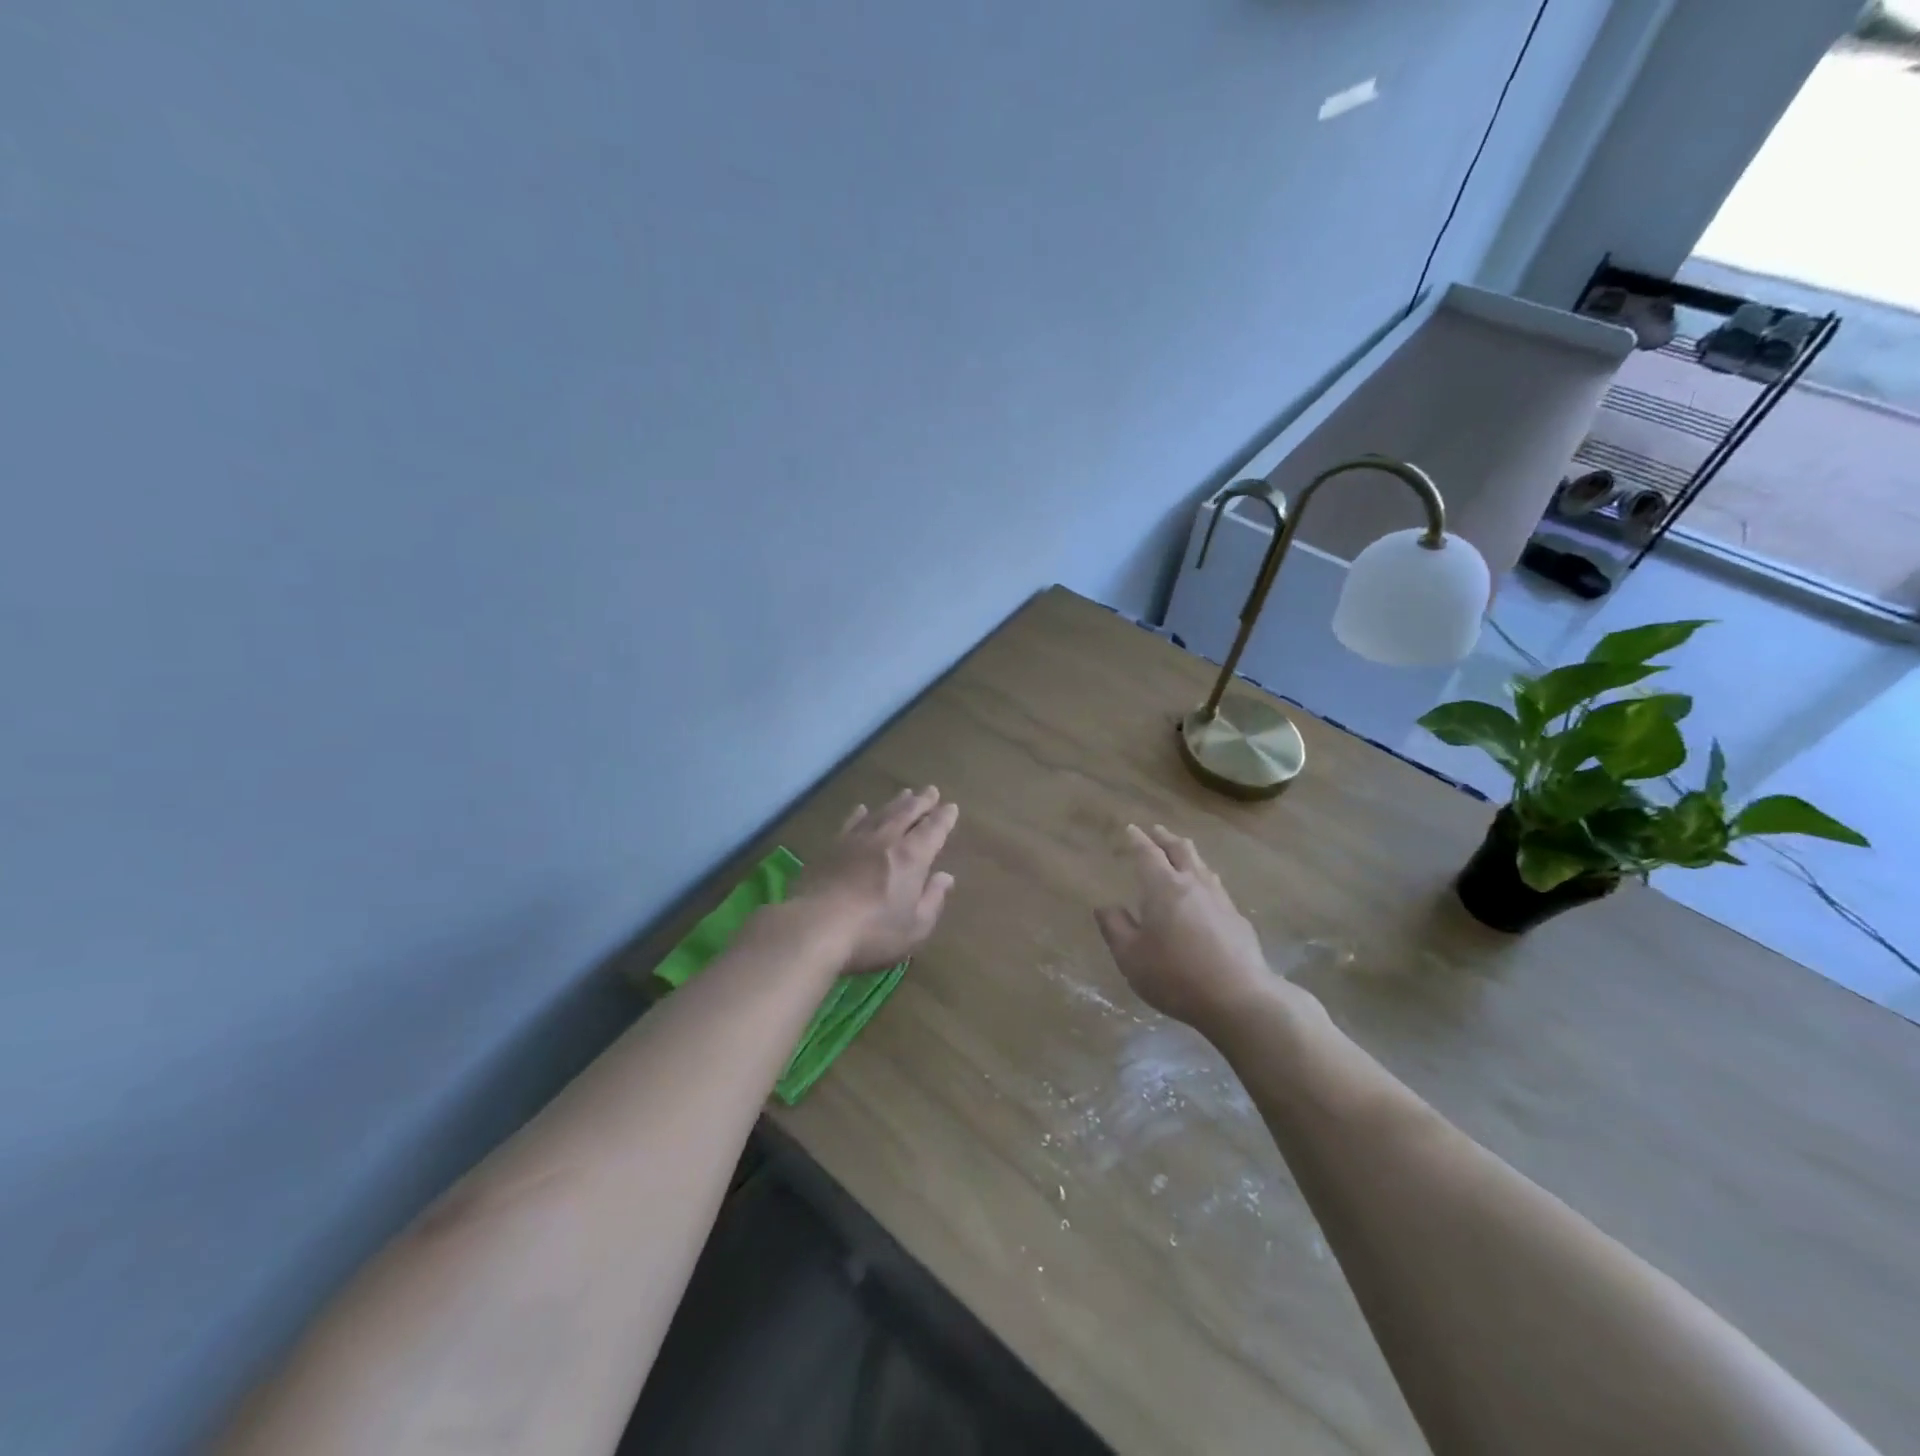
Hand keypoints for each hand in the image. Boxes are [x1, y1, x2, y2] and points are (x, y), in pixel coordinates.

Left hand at [793, 786, 959, 972]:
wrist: (816, 926)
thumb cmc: (873, 932)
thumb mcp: (915, 926)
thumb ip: (933, 899)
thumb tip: (946, 877)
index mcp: (912, 857)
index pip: (933, 830)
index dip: (944, 818)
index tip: (951, 807)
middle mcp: (886, 840)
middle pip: (907, 813)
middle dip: (921, 801)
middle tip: (931, 790)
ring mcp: (856, 841)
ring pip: (881, 813)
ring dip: (895, 802)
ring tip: (905, 793)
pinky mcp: (832, 848)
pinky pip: (850, 823)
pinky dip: (860, 814)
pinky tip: (862, 809)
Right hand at [1095, 824, 1286, 1029]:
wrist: (1238, 998)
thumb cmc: (1175, 975)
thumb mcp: (1130, 956)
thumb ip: (1115, 928)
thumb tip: (1106, 906)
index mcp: (1163, 887)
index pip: (1147, 853)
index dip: (1137, 840)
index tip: (1131, 828)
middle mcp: (1193, 885)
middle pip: (1181, 850)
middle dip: (1166, 838)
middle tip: (1156, 831)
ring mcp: (1220, 900)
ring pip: (1202, 866)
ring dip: (1188, 855)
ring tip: (1181, 855)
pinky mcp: (1238, 919)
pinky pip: (1216, 888)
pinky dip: (1204, 880)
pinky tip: (1205, 894)